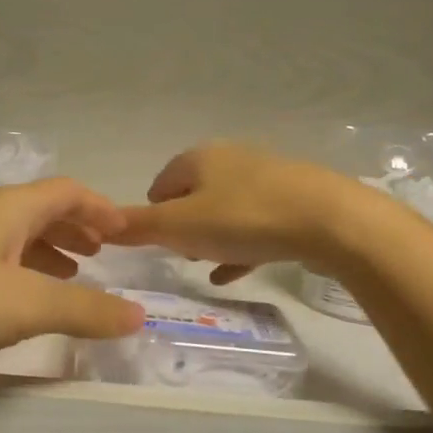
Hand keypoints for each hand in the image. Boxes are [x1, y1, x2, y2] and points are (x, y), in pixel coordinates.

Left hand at [0, 178, 144, 377]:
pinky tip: (8, 315)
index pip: (63, 191)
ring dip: (42, 259)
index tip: (125, 233)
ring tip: (66, 285)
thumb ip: (84, 309)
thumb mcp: (22, 303)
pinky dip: (9, 286)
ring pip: (6, 246)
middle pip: (34, 214)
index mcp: (4, 210)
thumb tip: (140, 314)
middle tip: (100, 259)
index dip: (98, 207)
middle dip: (72, 232)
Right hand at [113, 142, 370, 282]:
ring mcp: (265, 179)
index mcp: (198, 158)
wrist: (331, 220)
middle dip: (182, 226)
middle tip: (180, 255)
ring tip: (204, 265)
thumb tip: (100, 227)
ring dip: (211, 237)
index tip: (155, 245)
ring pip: (225, 211)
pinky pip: (255, 226)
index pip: (159, 184)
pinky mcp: (293, 201)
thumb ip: (139, 227)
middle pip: (193, 196)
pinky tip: (232, 273)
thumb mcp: (180, 226)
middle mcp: (230, 159)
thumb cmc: (244, 218)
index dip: (151, 215)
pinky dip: (240, 247)